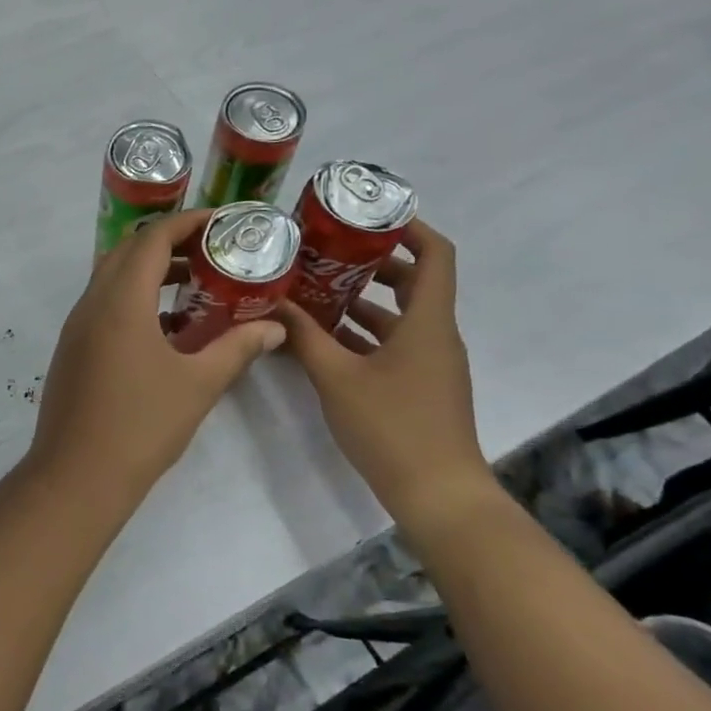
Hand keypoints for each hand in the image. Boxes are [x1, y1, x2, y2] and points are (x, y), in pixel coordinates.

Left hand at [27, 210, 284, 502]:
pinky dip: (134, 299)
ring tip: (195, 283)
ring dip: (150, 272)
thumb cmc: (141, 426)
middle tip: (211, 250)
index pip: (152, 239)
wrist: (77, 476)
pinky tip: (167, 327)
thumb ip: (237, 349)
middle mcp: (91, 304)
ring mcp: (76, 327)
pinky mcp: (72, 349)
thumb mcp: (199, 385)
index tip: (221, 221)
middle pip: (128, 252)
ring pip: (112, 279)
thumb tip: (274, 329)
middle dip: (169, 243)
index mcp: (120, 301)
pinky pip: (103, 306)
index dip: (187, 223)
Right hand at [275, 220, 488, 512]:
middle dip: (372, 262)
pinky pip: (393, 344)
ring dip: (362, 301)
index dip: (409, 227)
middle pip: (414, 281)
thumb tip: (272, 302)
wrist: (438, 494)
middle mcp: (435, 334)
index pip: (436, 254)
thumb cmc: (392, 427)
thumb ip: (304, 337)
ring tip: (315, 289)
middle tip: (327, 250)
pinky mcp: (420, 385)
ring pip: (400, 316)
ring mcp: (430, 362)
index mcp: (427, 322)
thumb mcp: (337, 378)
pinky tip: (323, 338)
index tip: (368, 215)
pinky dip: (363, 334)